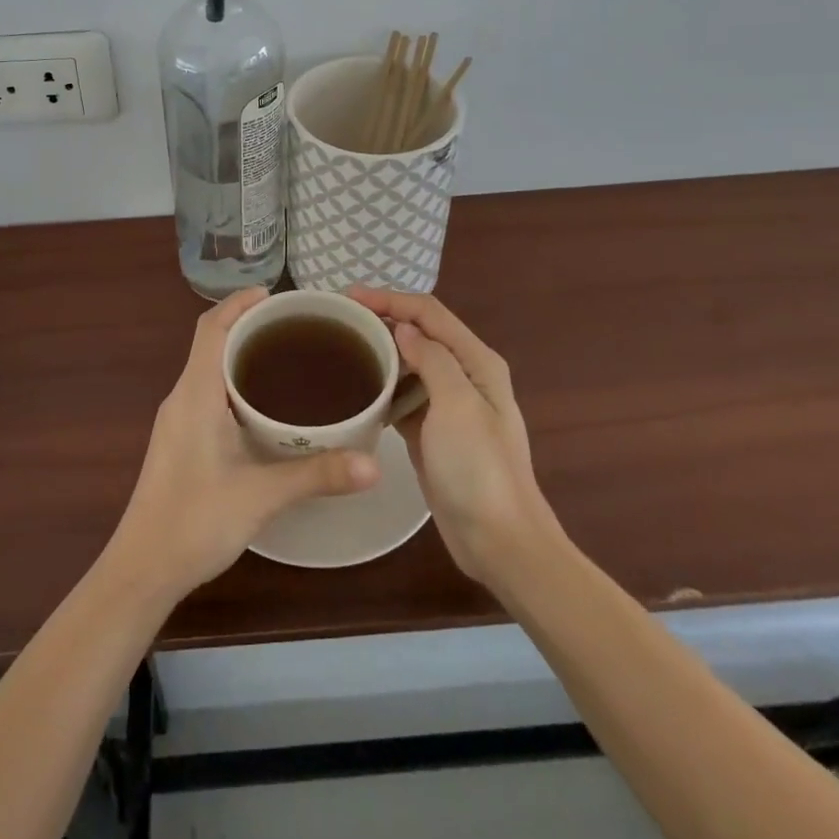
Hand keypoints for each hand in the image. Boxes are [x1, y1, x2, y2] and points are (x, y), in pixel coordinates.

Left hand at [107, 288, 380, 601]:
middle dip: (247, 326)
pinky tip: (264, 408)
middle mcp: (182, 398)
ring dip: (240, 355)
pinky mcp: (180, 442)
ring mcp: (177, 421)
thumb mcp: (261, 495)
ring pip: (209, 370)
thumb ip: (316, 475)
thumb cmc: (194, 521)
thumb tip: (373, 465)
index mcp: (195, 393)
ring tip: (287, 359)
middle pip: (211, 343)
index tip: (274, 295)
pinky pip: (208, 394)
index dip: (238, 303)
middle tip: (295, 328)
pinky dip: (234, 383)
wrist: (143, 569)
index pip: (211, 328)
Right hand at [348, 287, 561, 588]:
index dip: (390, 299)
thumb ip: (432, 359)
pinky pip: (404, 397)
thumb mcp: (456, 405)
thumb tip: (403, 328)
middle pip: (420, 334)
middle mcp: (465, 376)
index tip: (347, 297)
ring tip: (341, 347)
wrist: (500, 541)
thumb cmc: (479, 469)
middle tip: (338, 320)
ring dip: (380, 352)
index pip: (429, 314)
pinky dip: (383, 387)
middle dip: (382, 320)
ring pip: (410, 365)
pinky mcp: (433, 433)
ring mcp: (449, 406)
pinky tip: (357, 390)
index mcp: (477, 362)